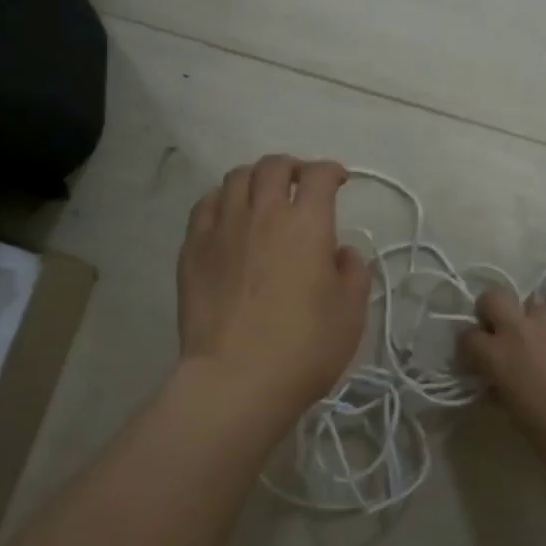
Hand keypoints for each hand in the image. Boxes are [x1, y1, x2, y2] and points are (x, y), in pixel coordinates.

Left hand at [176, 155, 369, 433]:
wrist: (236, 379)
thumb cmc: (304, 347)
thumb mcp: (351, 313)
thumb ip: (353, 271)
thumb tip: (340, 251)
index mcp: (306, 224)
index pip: (318, 175)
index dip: (332, 171)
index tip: (339, 181)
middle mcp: (262, 213)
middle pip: (273, 166)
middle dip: (292, 167)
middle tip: (300, 183)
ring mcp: (222, 228)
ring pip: (235, 179)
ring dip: (255, 179)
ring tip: (262, 196)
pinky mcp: (192, 249)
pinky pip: (204, 206)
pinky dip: (221, 200)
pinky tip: (227, 216)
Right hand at [459, 288, 545, 465]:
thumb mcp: (514, 416)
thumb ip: (500, 391)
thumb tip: (496, 385)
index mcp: (497, 354)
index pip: (467, 337)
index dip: (469, 349)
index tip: (476, 362)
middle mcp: (520, 330)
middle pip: (494, 297)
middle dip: (493, 311)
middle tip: (501, 332)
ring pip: (535, 306)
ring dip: (533, 321)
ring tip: (543, 344)